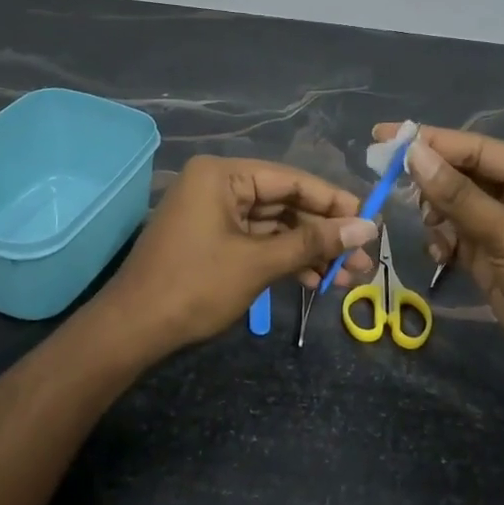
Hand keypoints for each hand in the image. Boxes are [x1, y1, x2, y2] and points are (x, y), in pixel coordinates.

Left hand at [100, 155, 376, 356]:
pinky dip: (284, 260)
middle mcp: (218, 185)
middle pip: (284, 204)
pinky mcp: (212, 241)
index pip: (291, 180)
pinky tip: (316, 282)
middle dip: (324, 234)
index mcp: (222, 175)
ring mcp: (213, 215)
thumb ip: (313, 242)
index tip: (370, 221)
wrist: (133, 330)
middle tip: (364, 259)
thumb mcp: (258, 262)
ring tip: (349, 278)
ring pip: (274, 227)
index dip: (333, 201)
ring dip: (309, 252)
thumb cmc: (195, 286)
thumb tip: (367, 227)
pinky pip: (257, 243)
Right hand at [374, 124, 503, 436]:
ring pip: (459, 208)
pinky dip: (445, 242)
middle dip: (432, 181)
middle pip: (466, 175)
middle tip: (391, 185)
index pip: (478, 148)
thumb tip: (414, 153)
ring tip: (431, 230)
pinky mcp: (497, 261)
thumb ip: (458, 195)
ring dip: (438, 215)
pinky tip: (439, 254)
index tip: (384, 135)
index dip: (431, 141)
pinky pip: (460, 238)